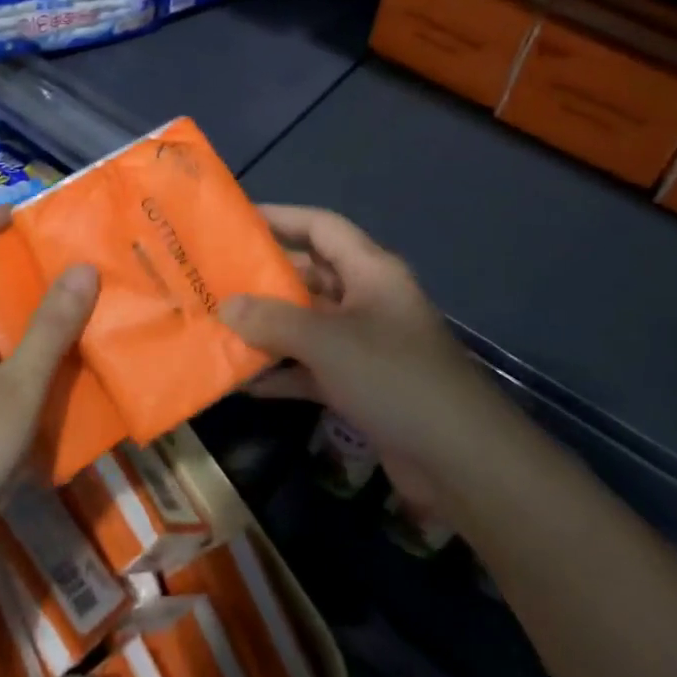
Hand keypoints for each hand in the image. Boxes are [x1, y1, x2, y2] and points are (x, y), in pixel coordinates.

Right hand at [221, 205, 498, 514]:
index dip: (281, 217)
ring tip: (219, 326)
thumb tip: (226, 305)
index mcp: (370, 270)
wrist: (460, 458)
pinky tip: (244, 382)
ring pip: (308, 324)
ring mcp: (366, 344)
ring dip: (269, 328)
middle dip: (265, 278)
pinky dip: (284, 372)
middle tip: (215, 279)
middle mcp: (368, 299)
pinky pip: (314, 368)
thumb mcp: (327, 341)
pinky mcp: (363, 385)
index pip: (320, 227)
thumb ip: (273, 319)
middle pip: (311, 275)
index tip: (236, 221)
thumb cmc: (393, 376)